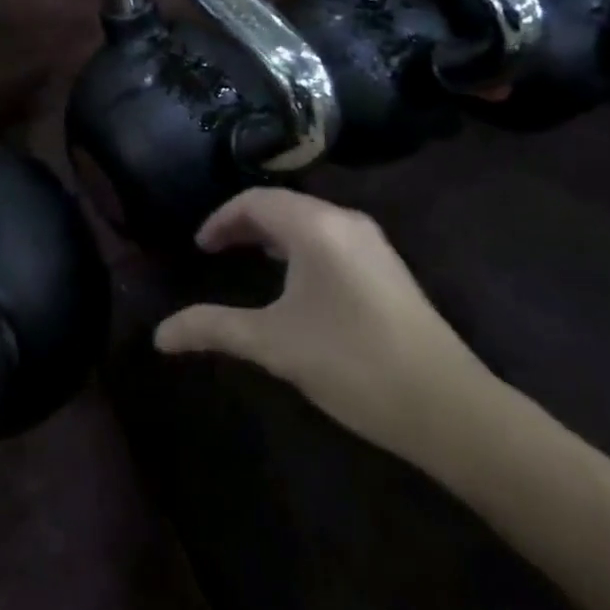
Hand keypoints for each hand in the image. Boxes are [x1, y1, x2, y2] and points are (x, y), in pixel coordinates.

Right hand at [155, 189, 499, 471]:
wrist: (450, 408)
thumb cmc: (352, 364)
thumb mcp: (275, 345)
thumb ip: (214, 329)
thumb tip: (159, 334)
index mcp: (314, 226)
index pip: (255, 201)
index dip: (221, 219)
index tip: (198, 248)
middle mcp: (344, 220)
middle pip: (281, 205)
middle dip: (244, 224)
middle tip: (215, 251)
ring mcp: (372, 242)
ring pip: (309, 219)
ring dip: (273, 233)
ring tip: (247, 259)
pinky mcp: (388, 266)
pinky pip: (330, 237)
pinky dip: (300, 245)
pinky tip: (296, 280)